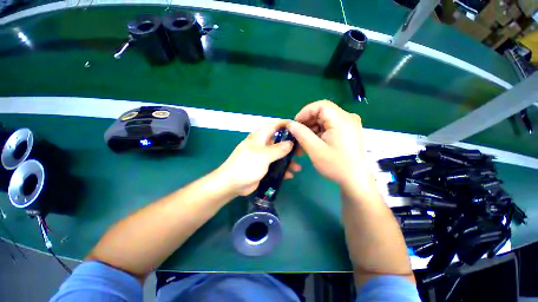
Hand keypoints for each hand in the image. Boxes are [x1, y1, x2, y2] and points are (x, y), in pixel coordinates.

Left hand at [218, 121, 301, 196]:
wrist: (231, 184)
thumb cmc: (246, 166)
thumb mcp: (263, 155)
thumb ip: (278, 149)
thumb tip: (290, 143)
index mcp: (260, 137)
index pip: (275, 126)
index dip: (286, 125)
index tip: (299, 129)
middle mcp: (262, 145)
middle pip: (279, 141)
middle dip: (291, 146)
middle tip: (301, 151)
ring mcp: (263, 157)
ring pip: (279, 155)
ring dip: (288, 160)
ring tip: (298, 167)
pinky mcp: (263, 167)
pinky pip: (275, 166)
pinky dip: (282, 169)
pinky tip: (290, 175)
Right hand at [287, 100, 370, 189]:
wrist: (355, 180)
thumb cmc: (336, 165)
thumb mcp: (315, 149)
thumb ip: (301, 134)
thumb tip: (290, 124)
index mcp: (342, 120)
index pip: (321, 106)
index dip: (305, 112)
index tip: (295, 124)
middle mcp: (347, 118)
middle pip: (322, 112)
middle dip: (307, 122)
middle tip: (297, 134)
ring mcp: (348, 125)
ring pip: (324, 120)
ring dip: (311, 128)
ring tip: (302, 141)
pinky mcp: (347, 132)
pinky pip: (329, 127)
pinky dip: (318, 133)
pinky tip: (311, 142)